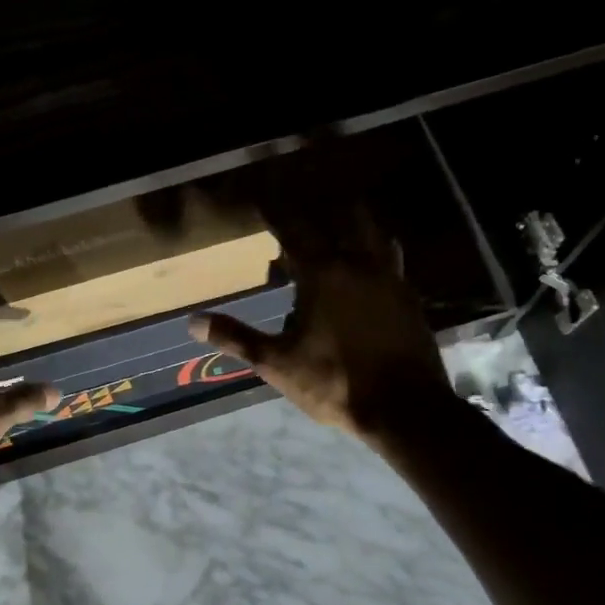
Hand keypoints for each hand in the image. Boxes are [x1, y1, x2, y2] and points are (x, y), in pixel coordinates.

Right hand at [188, 209, 457, 440]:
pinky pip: (392, 264)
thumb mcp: (276, 363)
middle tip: (307, 216)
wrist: (404, 408)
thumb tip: (193, 322)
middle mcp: (360, 265)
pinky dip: (376, 259)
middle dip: (324, 211)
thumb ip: (236, 338)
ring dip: (357, 229)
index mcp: (324, 274)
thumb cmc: (334, 383)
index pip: (294, 230)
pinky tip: (367, 277)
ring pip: (376, 236)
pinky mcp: (411, 300)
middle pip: (345, 219)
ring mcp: (391, 280)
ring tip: (341, 236)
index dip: (276, 211)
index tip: (262, 197)